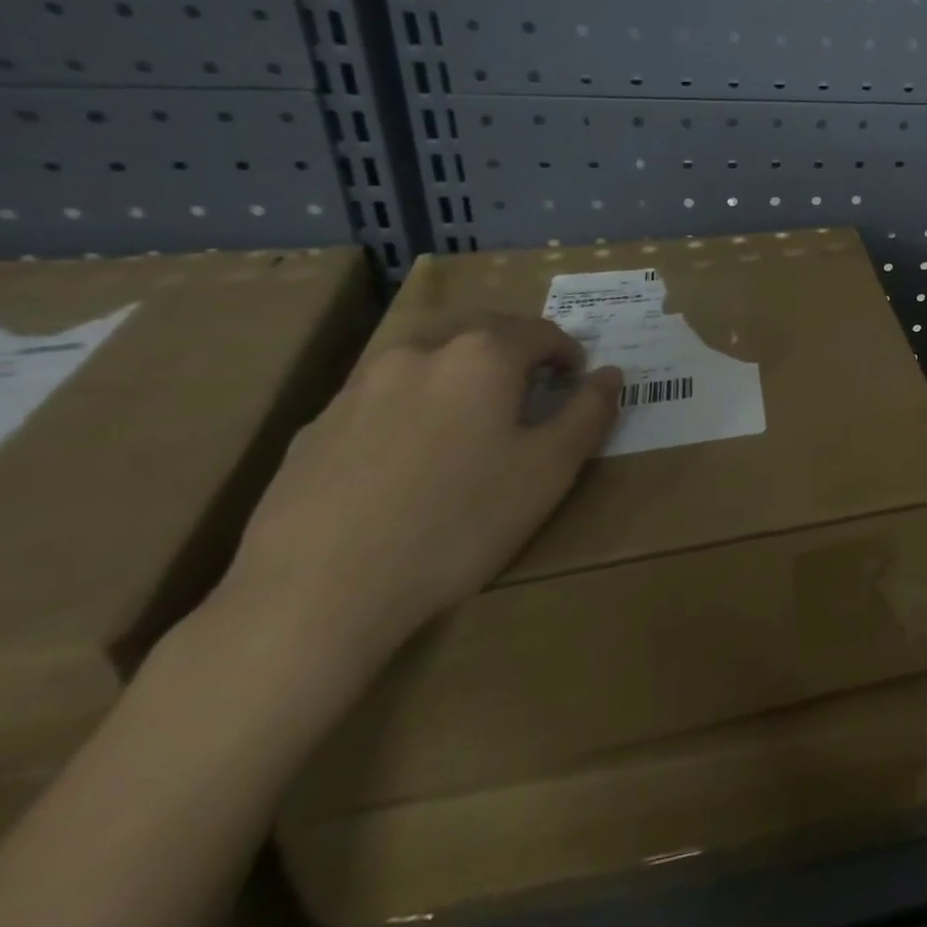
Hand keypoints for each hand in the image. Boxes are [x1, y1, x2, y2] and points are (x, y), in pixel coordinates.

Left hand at [217, 315, 620, 683]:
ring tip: (472, 421)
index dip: (569, 355)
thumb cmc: (458, 522)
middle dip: (515, 352)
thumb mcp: (549, 471)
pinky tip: (410, 459)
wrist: (316, 594)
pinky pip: (382, 397)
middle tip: (531, 393)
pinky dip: (412, 406)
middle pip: (482, 332)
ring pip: (428, 359)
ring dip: (461, 374)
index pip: (542, 333)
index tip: (575, 384)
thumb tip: (610, 374)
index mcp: (482, 355)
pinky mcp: (316, 425)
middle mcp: (420, 352)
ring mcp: (359, 386)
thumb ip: (589, 412)